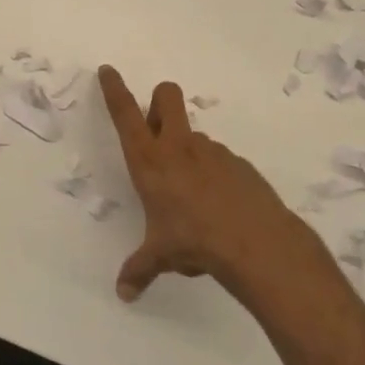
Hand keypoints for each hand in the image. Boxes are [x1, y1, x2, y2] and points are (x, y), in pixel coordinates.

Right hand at [98, 65, 337, 308]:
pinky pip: (219, 160)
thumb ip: (139, 269)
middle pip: (167, 96)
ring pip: (194, 134)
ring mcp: (212, 151)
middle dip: (159, 101)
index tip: (108, 70)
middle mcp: (178, 147)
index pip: (125, 114)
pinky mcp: (239, 163)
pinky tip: (220, 208)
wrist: (255, 243)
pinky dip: (214, 175)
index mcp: (149, 161)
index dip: (114, 89)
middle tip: (156, 129)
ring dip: (187, 150)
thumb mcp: (160, 256)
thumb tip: (124, 294)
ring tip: (193, 197)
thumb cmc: (193, 242)